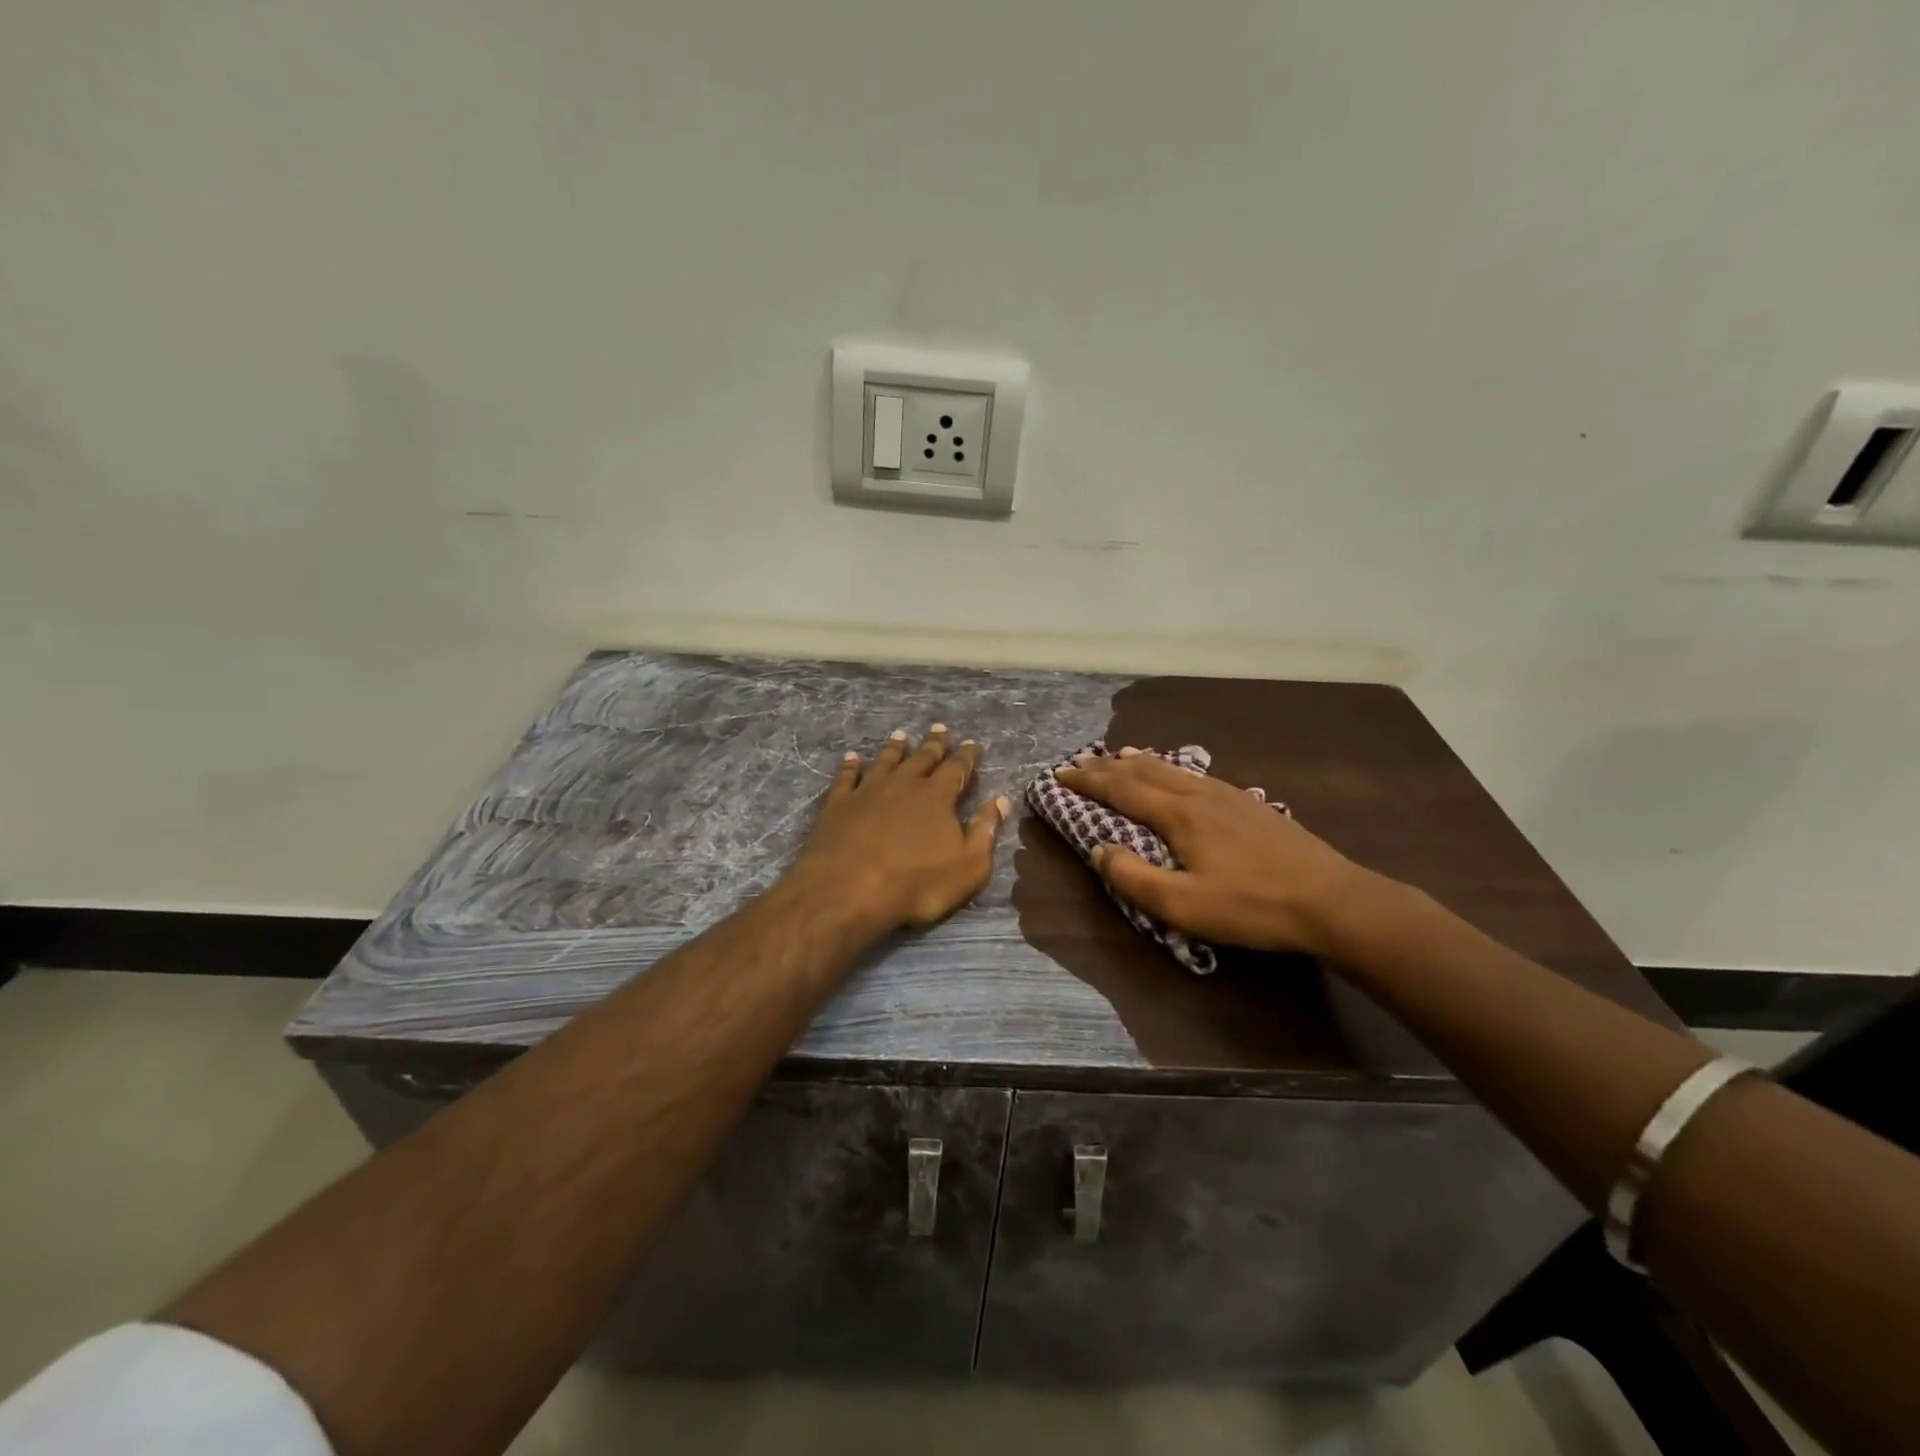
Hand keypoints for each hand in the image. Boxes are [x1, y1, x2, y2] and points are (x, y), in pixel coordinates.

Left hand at [791, 725, 1010, 930]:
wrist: (848, 889)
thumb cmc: (916, 883)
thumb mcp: (968, 867)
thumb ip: (985, 831)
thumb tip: (1000, 800)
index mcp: (937, 797)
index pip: (956, 769)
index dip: (966, 756)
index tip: (972, 743)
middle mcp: (903, 784)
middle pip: (922, 758)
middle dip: (934, 744)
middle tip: (940, 728)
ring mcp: (867, 791)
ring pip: (885, 761)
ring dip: (895, 748)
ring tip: (901, 735)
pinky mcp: (838, 804)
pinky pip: (846, 777)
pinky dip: (850, 765)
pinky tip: (851, 758)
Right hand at [1054, 748, 1369, 957]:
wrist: (1333, 901)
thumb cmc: (1252, 906)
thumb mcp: (1184, 906)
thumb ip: (1133, 877)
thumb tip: (1097, 850)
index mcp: (1179, 814)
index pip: (1122, 789)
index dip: (1088, 781)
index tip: (1060, 774)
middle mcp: (1200, 794)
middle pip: (1145, 770)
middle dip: (1108, 766)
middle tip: (1080, 761)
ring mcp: (1230, 795)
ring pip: (1173, 768)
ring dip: (1140, 762)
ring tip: (1122, 755)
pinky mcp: (1251, 805)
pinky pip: (1197, 775)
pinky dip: (1172, 769)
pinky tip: (1180, 777)